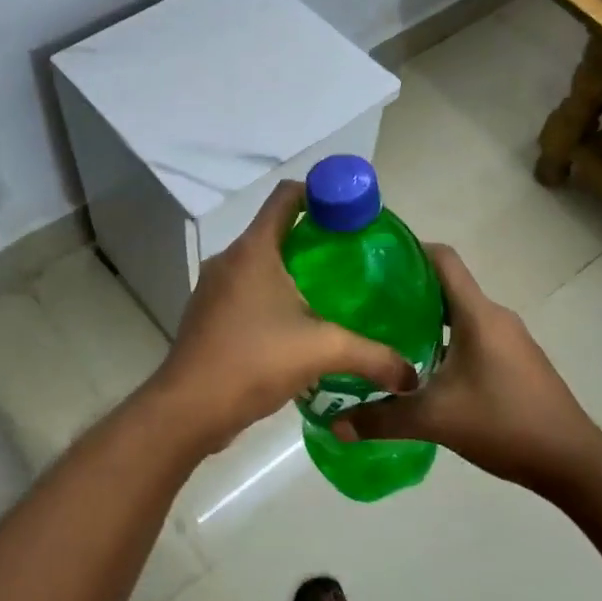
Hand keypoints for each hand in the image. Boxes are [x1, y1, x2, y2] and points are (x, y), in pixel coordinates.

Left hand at [148, 181, 417, 455]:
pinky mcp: (209, 314)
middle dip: (313, 238)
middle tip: (351, 258)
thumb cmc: (254, 361)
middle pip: (275, 229)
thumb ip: (372, 356)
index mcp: (254, 250)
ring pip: (259, 262)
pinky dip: (271, 295)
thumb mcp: (322, 352)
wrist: (190, 408)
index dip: (320, 193)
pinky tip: (296, 325)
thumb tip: (411, 375)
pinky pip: (246, 290)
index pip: (287, 196)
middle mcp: (230, 259)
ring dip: (291, 270)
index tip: (351, 213)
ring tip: (330, 293)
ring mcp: (214, 287)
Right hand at [342, 245, 601, 493]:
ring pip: (460, 314)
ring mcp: (510, 339)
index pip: (444, 259)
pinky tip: (424, 369)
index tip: (374, 260)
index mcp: (477, 314)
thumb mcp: (435, 421)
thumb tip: (335, 425)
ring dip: (427, 319)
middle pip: (447, 286)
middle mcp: (495, 316)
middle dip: (408, 291)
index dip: (410, 250)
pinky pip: (474, 335)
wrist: (572, 460)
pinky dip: (447, 340)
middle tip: (368, 306)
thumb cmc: (504, 424)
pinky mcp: (517, 360)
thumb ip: (382, 419)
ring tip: (388, 337)